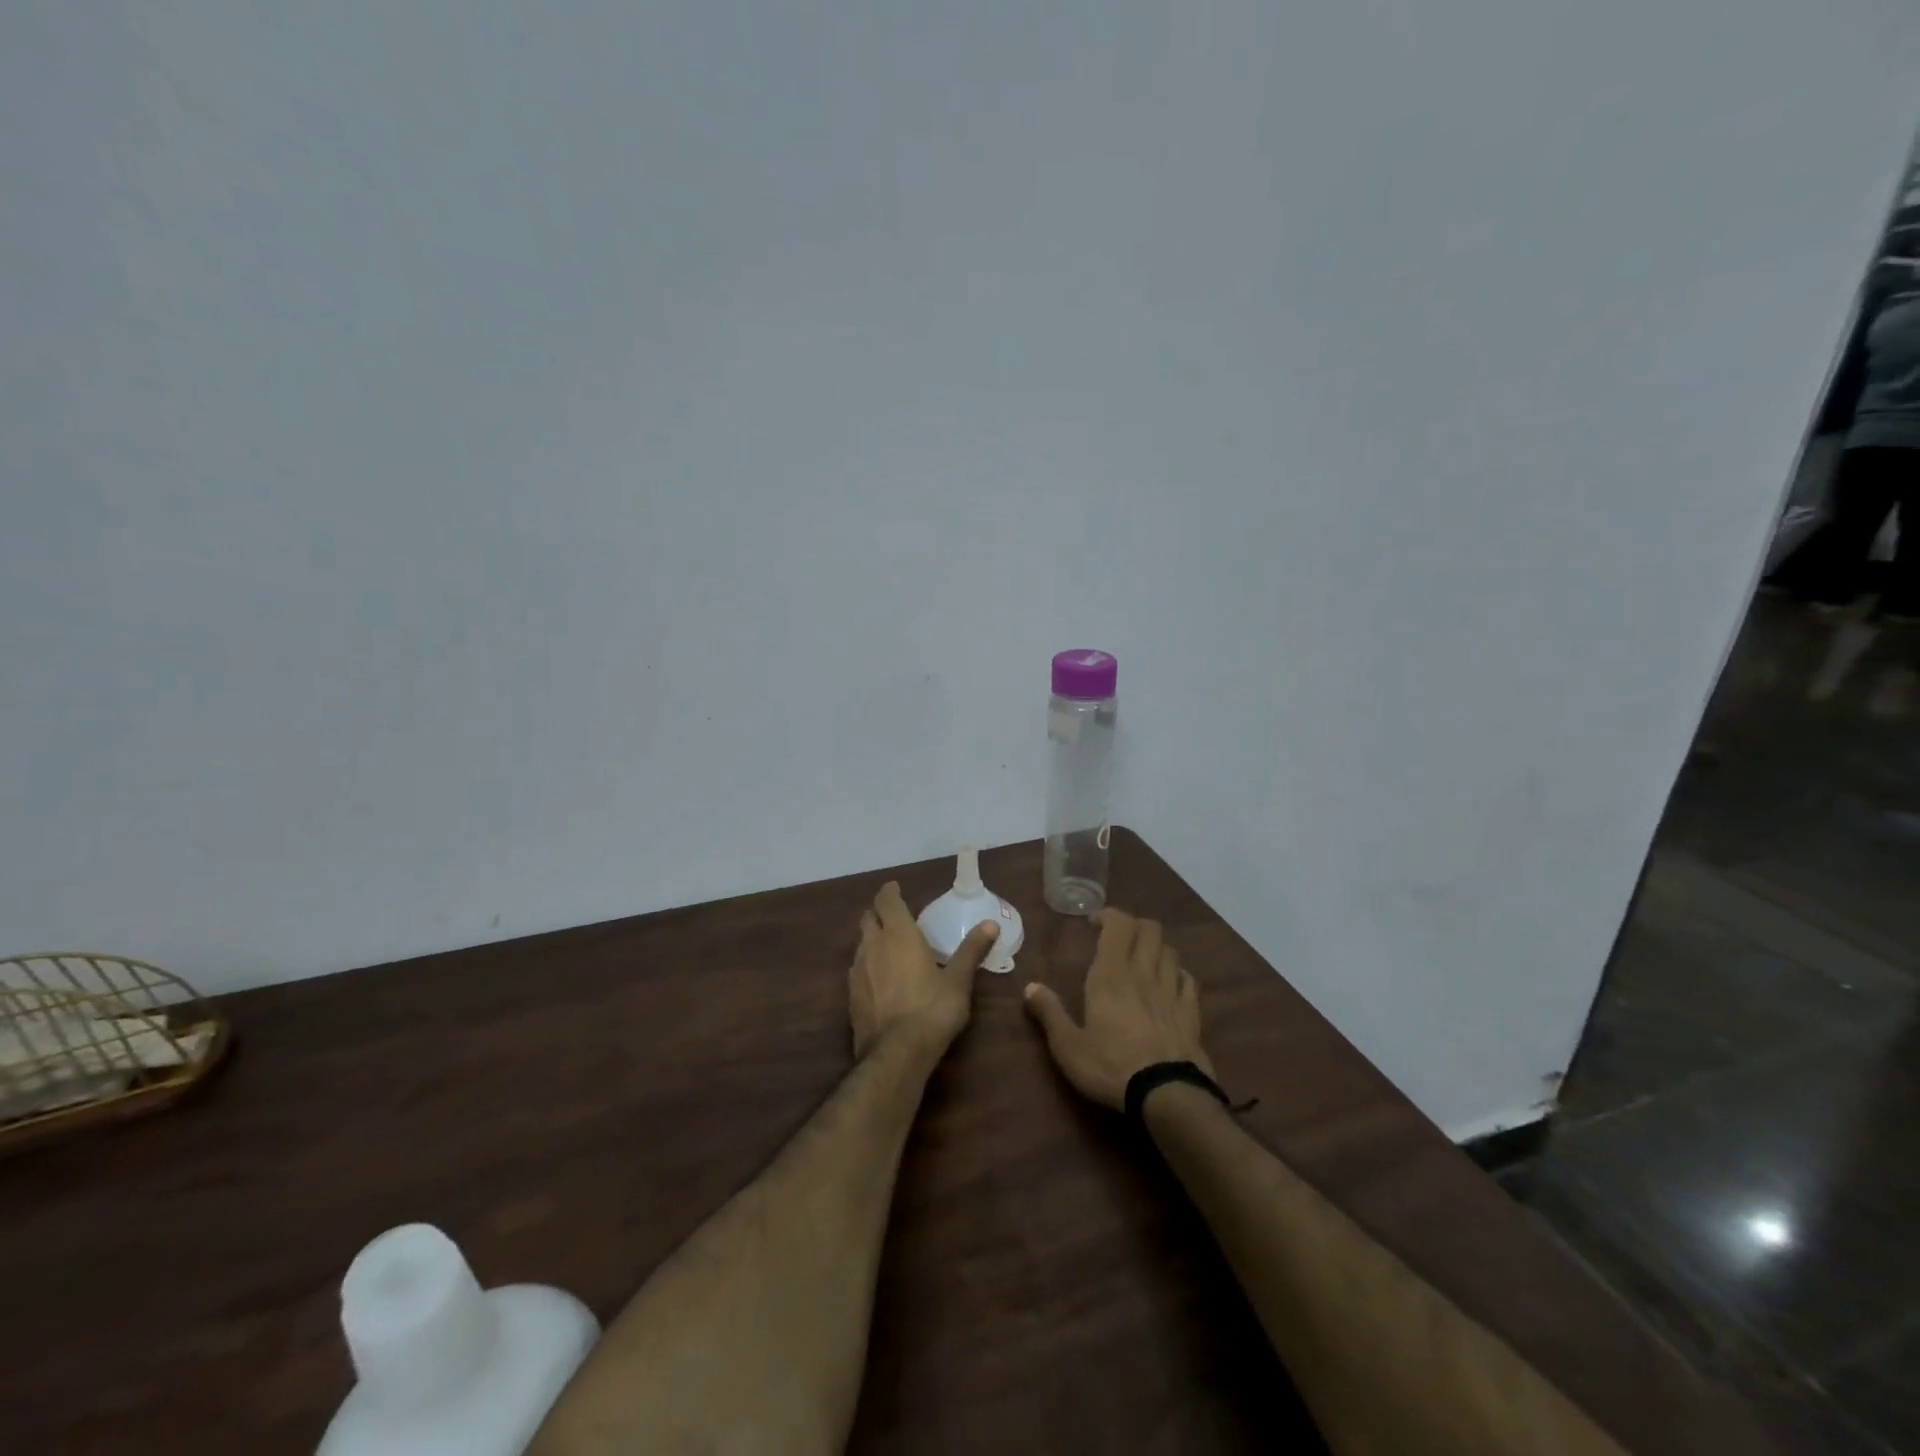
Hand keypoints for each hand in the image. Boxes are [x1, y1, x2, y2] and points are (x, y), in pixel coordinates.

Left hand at [849, 881, 999, 1058]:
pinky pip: (857, 968)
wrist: (896, 1054)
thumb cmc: (932, 1010)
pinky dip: (867, 964)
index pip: (887, 900)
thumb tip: (991, 924)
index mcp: (899, 934)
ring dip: (872, 939)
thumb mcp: (959, 980)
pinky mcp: (850, 995)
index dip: (890, 892)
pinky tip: (879, 978)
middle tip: (894, 916)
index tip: (895, 888)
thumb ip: (971, 950)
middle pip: (868, 918)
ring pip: (860, 943)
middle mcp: (873, 945)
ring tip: (889, 947)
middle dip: (879, 913)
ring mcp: (857, 971)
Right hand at [1023, 908, 1211, 1109]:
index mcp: (1111, 976)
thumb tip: (1030, 987)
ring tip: (1142, 961)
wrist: (1166, 1095)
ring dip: (1155, 948)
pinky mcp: (1191, 1012)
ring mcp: (1171, 991)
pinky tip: (1169, 985)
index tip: (1094, 923)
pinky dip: (1177, 974)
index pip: (1118, 925)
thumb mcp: (1068, 1046)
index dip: (1108, 915)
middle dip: (1134, 925)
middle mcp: (1143, 973)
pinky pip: (1188, 979)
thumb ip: (1050, 1013)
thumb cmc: (1110, 1067)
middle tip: (1118, 939)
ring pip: (1170, 950)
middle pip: (1149, 929)